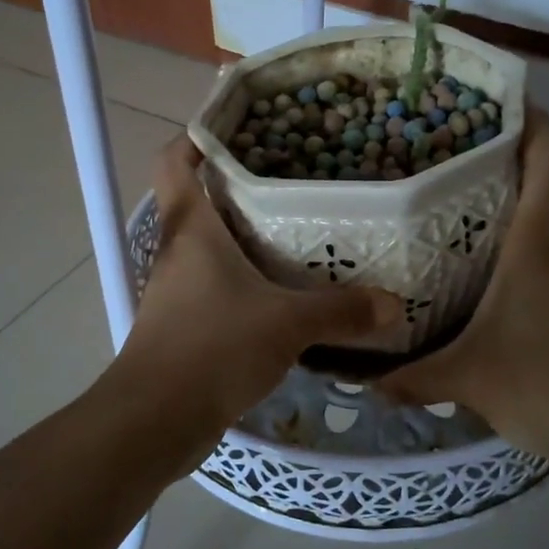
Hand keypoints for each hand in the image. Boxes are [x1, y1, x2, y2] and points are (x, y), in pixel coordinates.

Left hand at [113, 137, 401, 451]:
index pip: (174, 162)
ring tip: (296, 230)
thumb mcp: (287, 324)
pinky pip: (216, 285)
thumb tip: (393, 304)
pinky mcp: (184, 324)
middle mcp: (178, 251)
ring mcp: (177, 290)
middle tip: (292, 177)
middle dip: (239, 186)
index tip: (237, 127)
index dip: (196, 137)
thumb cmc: (213, 348)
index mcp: (192, 229)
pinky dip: (244, 280)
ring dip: (244, 237)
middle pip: (199, 200)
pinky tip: (282, 292)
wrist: (155, 421)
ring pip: (209, 246)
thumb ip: (341, 311)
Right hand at [378, 108, 548, 461]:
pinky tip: (531, 323)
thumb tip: (363, 384)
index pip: (547, 164)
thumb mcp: (464, 380)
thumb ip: (411, 377)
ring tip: (490, 278)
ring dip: (529, 255)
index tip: (516, 100)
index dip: (535, 124)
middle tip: (462, 214)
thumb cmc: (539, 387)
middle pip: (544, 205)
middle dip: (508, 203)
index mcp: (536, 247)